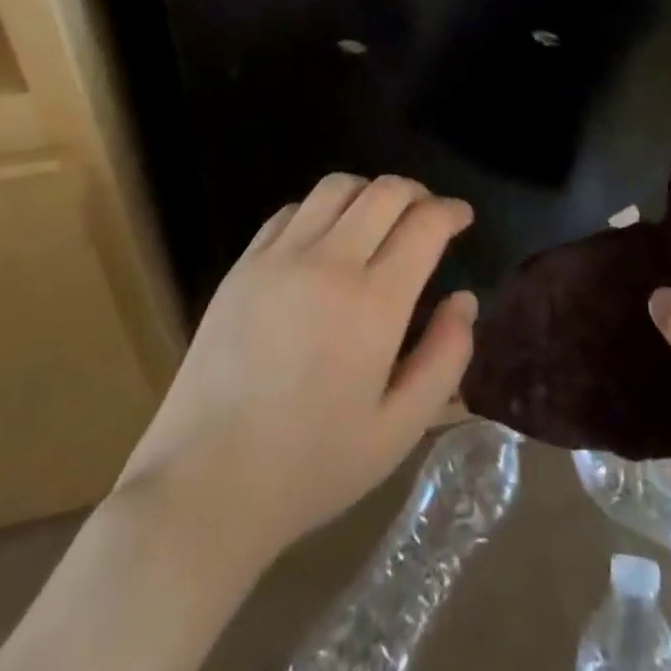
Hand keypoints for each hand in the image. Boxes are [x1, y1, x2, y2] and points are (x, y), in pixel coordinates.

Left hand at [115, 174, 477, 564]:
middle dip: (418, 193)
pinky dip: (321, 209)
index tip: (462, 217)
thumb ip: (445, 358)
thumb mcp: (400, 430)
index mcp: (374, 303)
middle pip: (384, 192)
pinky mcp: (243, 265)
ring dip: (369, 193)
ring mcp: (279, 258)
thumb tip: (464, 299)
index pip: (424, 224)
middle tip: (428, 214)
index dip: (451, 211)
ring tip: (379, 219)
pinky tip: (325, 238)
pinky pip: (291, 211)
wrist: (206, 482)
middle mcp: (329, 263)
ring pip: (336, 188)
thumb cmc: (312, 466)